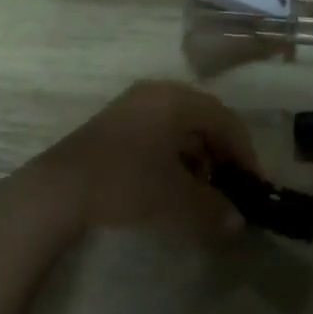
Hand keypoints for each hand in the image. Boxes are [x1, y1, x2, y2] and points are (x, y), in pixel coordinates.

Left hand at [17, 81, 261, 238]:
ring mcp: (135, 104)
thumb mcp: (175, 200)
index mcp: (177, 100)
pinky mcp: (117, 122)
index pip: (225, 119)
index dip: (244, 152)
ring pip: (181, 125)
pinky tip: (171, 184)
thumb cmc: (126, 183)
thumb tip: (237, 220)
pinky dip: (174, 155)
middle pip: (204, 118)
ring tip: (201, 192)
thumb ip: (212, 208)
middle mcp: (159, 92)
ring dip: (198, 156)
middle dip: (221, 154)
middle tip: (230, 188)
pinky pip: (160, 130)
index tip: (252, 185)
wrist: (60, 188)